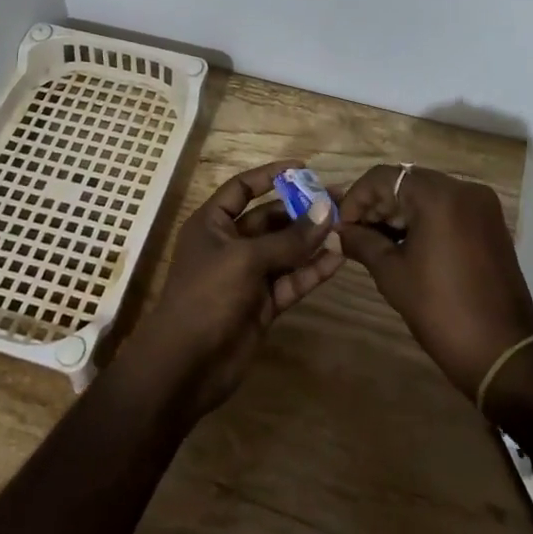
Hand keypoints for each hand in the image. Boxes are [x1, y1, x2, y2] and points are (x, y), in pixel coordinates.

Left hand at [123, 160, 343, 417]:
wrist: (187, 365)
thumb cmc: (207, 296)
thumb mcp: (246, 259)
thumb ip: (289, 238)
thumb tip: (325, 210)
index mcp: (212, 224)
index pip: (242, 189)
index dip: (270, 176)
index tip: (303, 168)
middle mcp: (230, 245)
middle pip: (269, 219)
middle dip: (301, 210)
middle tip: (337, 200)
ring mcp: (247, 276)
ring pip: (284, 251)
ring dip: (311, 240)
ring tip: (345, 225)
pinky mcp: (263, 304)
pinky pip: (291, 280)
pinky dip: (312, 270)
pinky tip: (338, 258)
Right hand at [336, 164, 532, 400]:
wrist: (501, 353)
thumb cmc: (440, 310)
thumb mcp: (392, 274)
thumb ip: (362, 243)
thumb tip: (339, 233)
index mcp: (438, 196)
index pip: (384, 177)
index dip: (356, 198)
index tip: (342, 227)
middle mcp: (463, 189)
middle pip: (407, 182)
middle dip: (378, 206)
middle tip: (356, 235)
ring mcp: (481, 205)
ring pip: (427, 194)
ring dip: (400, 212)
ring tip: (377, 242)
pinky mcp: (490, 224)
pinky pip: (448, 208)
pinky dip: (424, 219)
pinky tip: (407, 245)